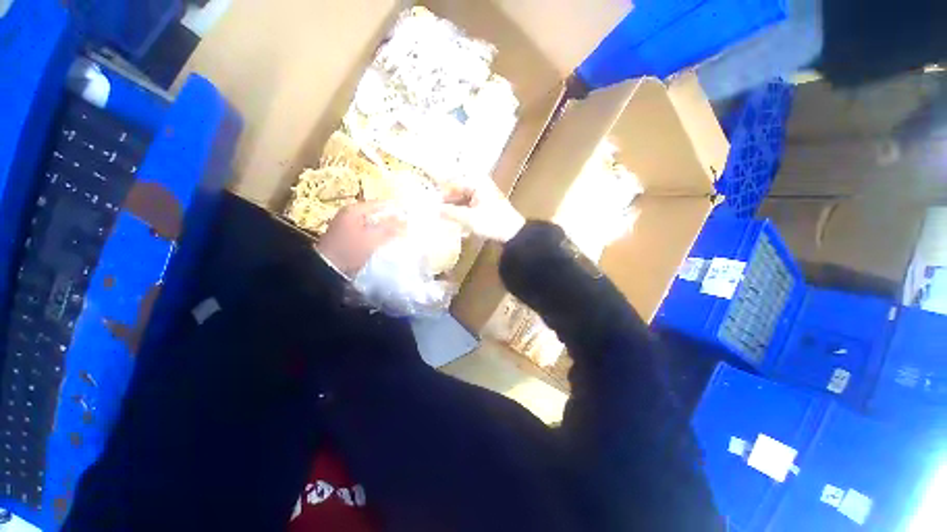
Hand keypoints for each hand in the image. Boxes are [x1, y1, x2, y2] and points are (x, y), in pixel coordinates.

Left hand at [316, 202, 404, 277]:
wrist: (328, 270)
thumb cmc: (350, 250)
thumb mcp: (371, 238)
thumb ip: (389, 228)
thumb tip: (406, 221)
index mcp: (354, 210)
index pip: (380, 204)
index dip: (396, 209)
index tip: (411, 215)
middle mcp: (351, 215)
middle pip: (377, 214)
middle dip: (393, 220)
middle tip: (408, 226)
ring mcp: (349, 226)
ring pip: (374, 224)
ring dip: (386, 229)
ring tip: (401, 234)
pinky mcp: (350, 237)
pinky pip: (370, 232)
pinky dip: (379, 235)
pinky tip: (388, 242)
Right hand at [441, 178, 524, 242]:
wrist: (514, 234)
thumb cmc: (492, 222)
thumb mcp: (469, 218)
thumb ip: (451, 213)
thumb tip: (435, 210)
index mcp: (477, 183)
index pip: (455, 183)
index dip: (443, 193)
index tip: (433, 203)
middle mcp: (480, 186)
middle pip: (459, 191)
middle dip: (448, 202)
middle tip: (436, 212)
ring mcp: (484, 197)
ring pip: (464, 200)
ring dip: (455, 209)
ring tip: (444, 218)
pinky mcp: (486, 207)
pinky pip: (470, 207)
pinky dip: (463, 213)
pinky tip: (456, 222)